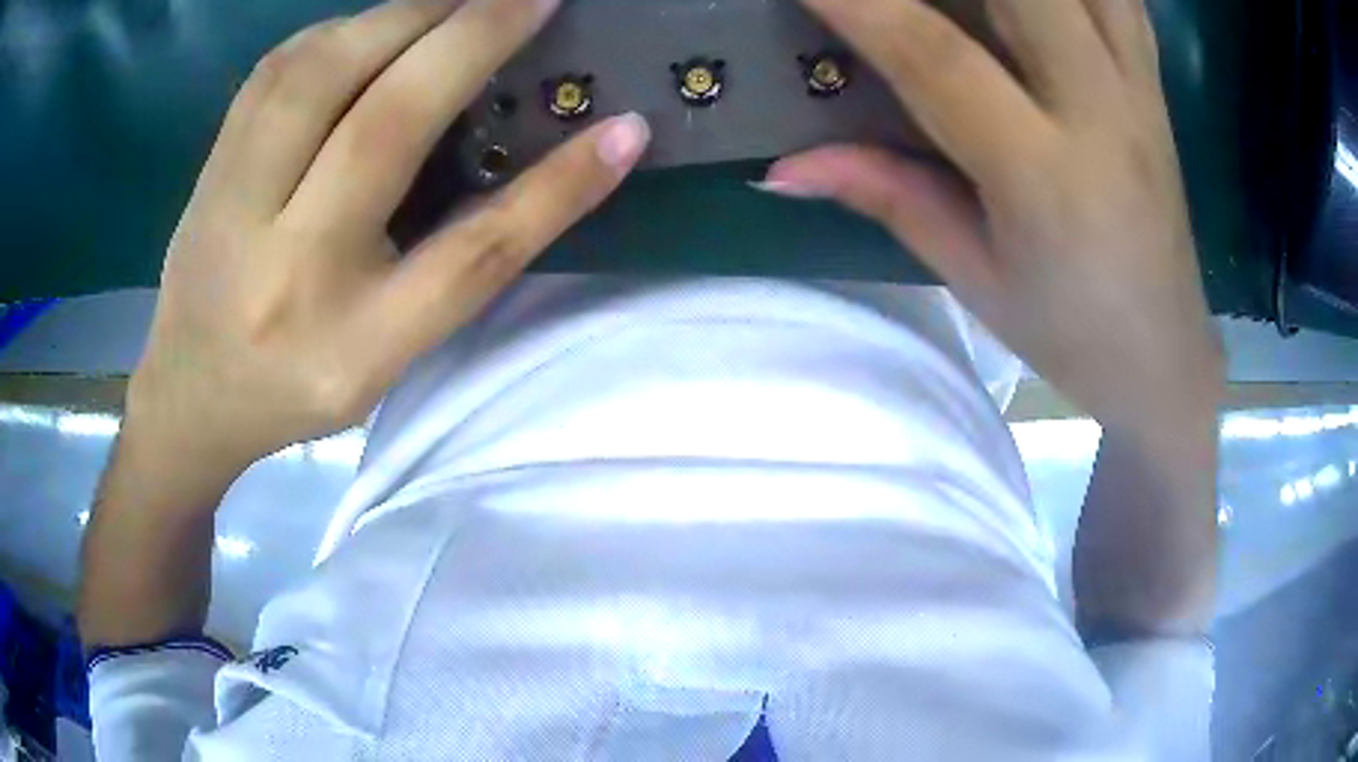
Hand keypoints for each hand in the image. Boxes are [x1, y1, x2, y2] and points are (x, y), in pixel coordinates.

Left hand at [126, 0, 649, 475]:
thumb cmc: (298, 383)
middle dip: (465, 40)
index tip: (622, 125)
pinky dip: (336, 29)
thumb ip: (462, 262)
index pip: (469, 256)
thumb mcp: (389, 352)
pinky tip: (371, 26)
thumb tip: (559, 168)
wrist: (192, 395)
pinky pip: (273, 72)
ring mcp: (231, 209)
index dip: (555, 187)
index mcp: (351, 342)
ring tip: (454, 1)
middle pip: (380, 127)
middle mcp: (285, 269)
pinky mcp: (208, 168)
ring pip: (316, 77)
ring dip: (399, 17)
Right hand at [770, 0, 1221, 437]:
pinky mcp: (1156, 85)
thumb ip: (887, 196)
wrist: (1165, 357)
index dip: (860, 2)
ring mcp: (1139, 90)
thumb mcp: (974, 277)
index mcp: (1044, 176)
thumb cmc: (1071, 333)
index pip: (937, 58)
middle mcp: (1101, 112)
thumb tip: (783, 167)